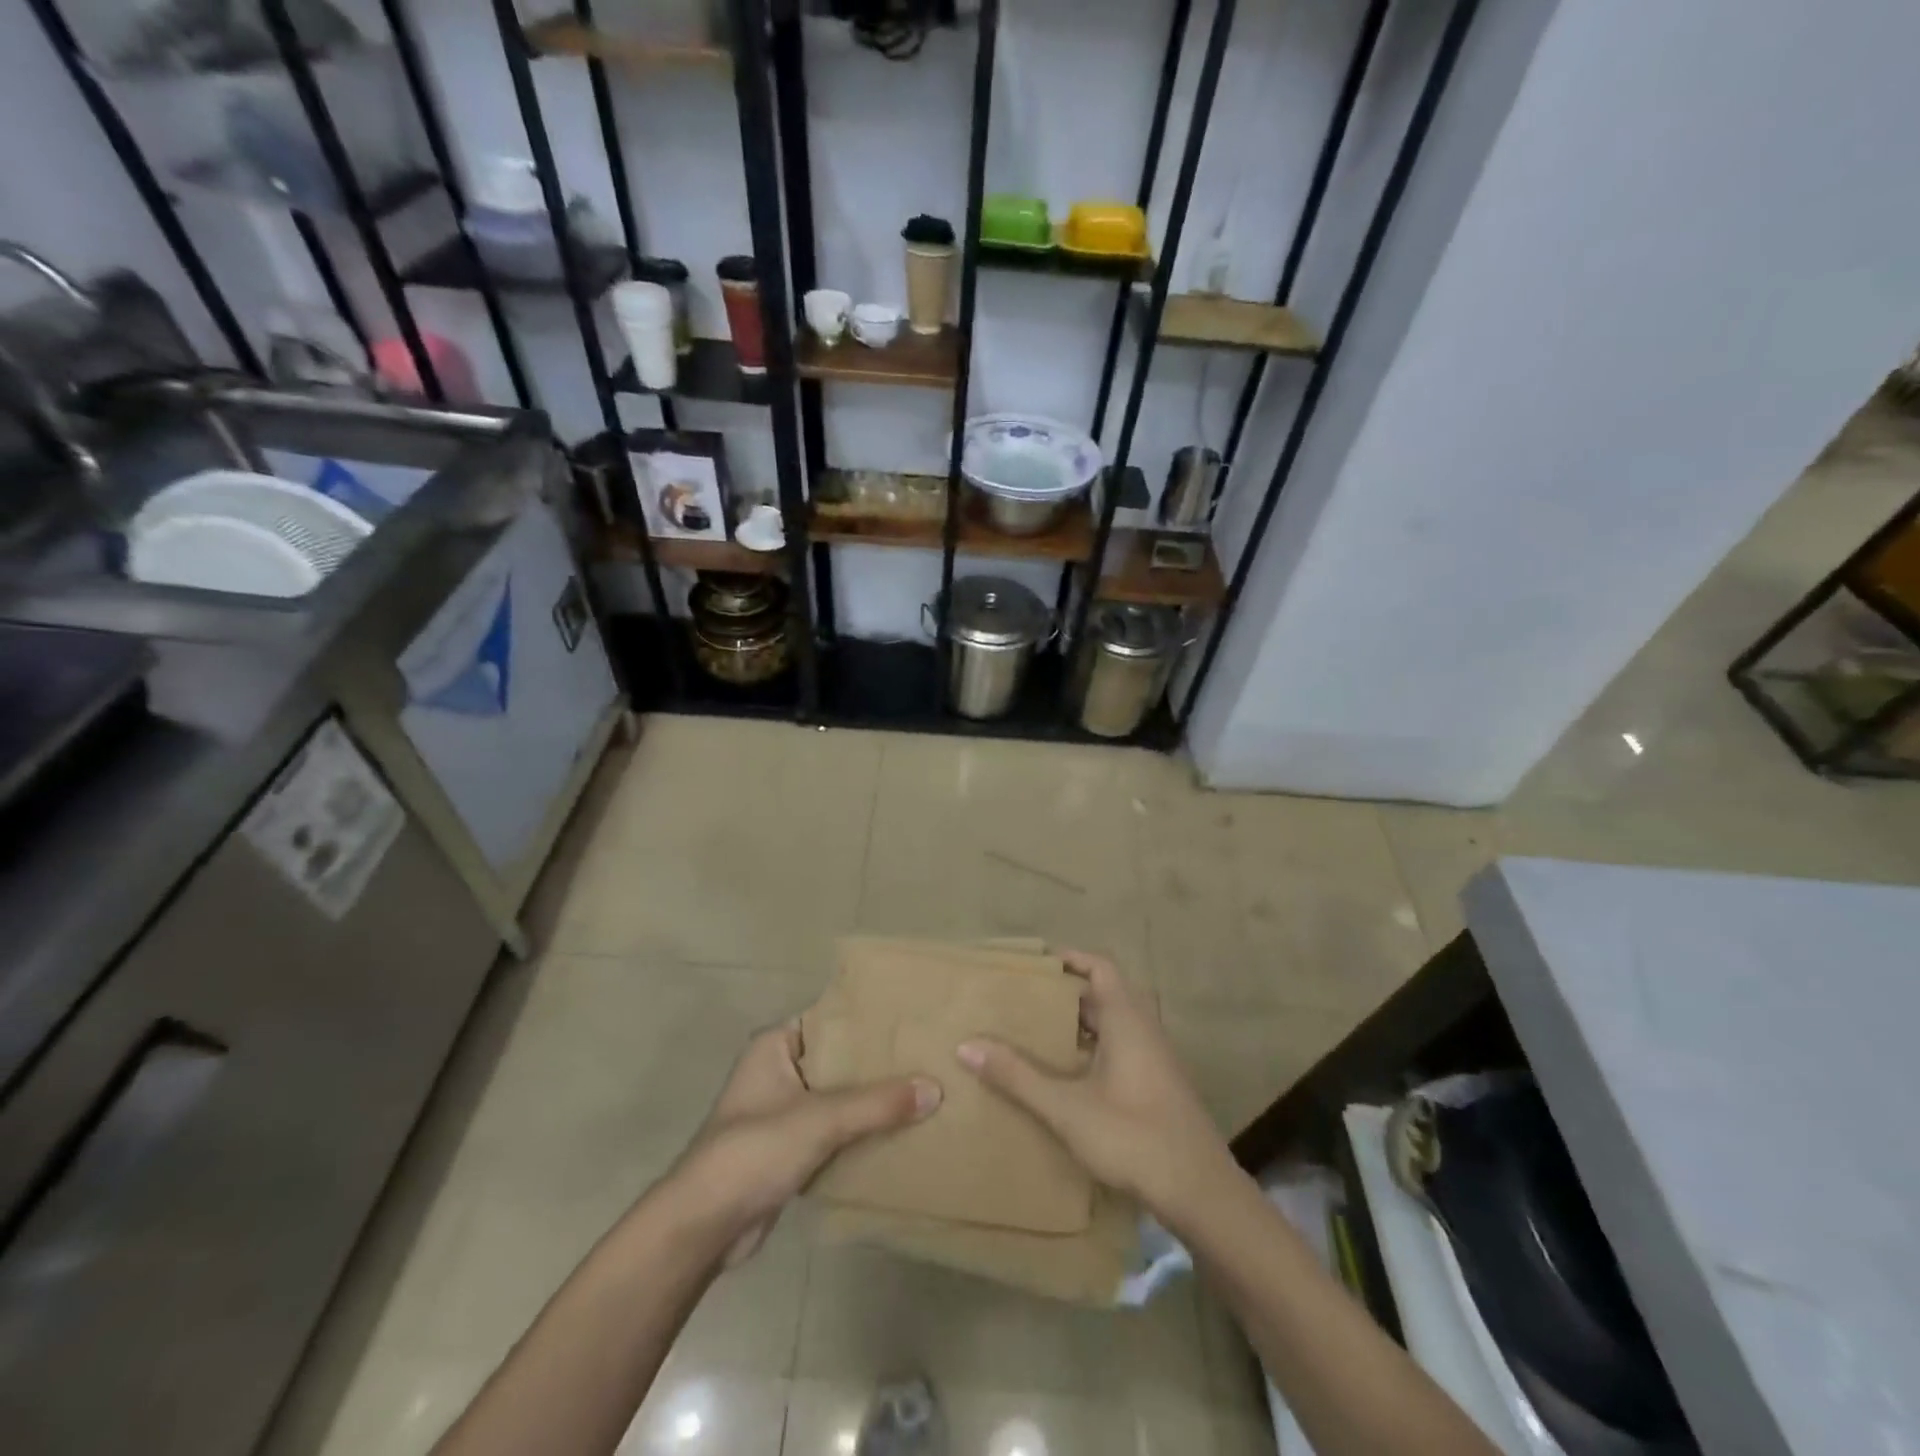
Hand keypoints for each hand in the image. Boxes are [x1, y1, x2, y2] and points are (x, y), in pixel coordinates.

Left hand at [668, 1022, 940, 1264]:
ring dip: (871, 1102)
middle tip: (926, 1057)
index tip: (911, 1020)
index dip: (868, 1020)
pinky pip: (833, 1131)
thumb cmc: (754, 1151)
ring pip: (838, 1098)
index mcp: (775, 1045)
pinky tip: (898, 1133)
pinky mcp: (788, 1150)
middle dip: (877, 1065)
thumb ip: (878, 1104)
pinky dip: (859, 1133)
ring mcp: (782, 1112)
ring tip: (923, 1092)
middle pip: (838, 1060)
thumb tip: (935, 1088)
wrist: (703, 1227)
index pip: (831, 1019)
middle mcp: (778, 1071)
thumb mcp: (821, 1119)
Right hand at [956, 951, 1235, 1225]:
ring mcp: (1156, 1059)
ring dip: (1080, 1023)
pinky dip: (1093, 1048)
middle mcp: (1144, 1030)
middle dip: (1066, 994)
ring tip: (1037, 1034)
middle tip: (1024, 1000)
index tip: (1034, 964)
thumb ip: (1018, 1076)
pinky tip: (1068, 1076)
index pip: (1100, 966)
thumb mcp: (1067, 1108)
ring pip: (1114, 1024)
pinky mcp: (1159, 1086)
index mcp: (1127, 1020)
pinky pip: (1121, 1049)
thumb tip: (967, 1046)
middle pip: (1104, 994)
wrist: (1202, 1194)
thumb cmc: (1134, 1137)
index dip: (1070, 958)